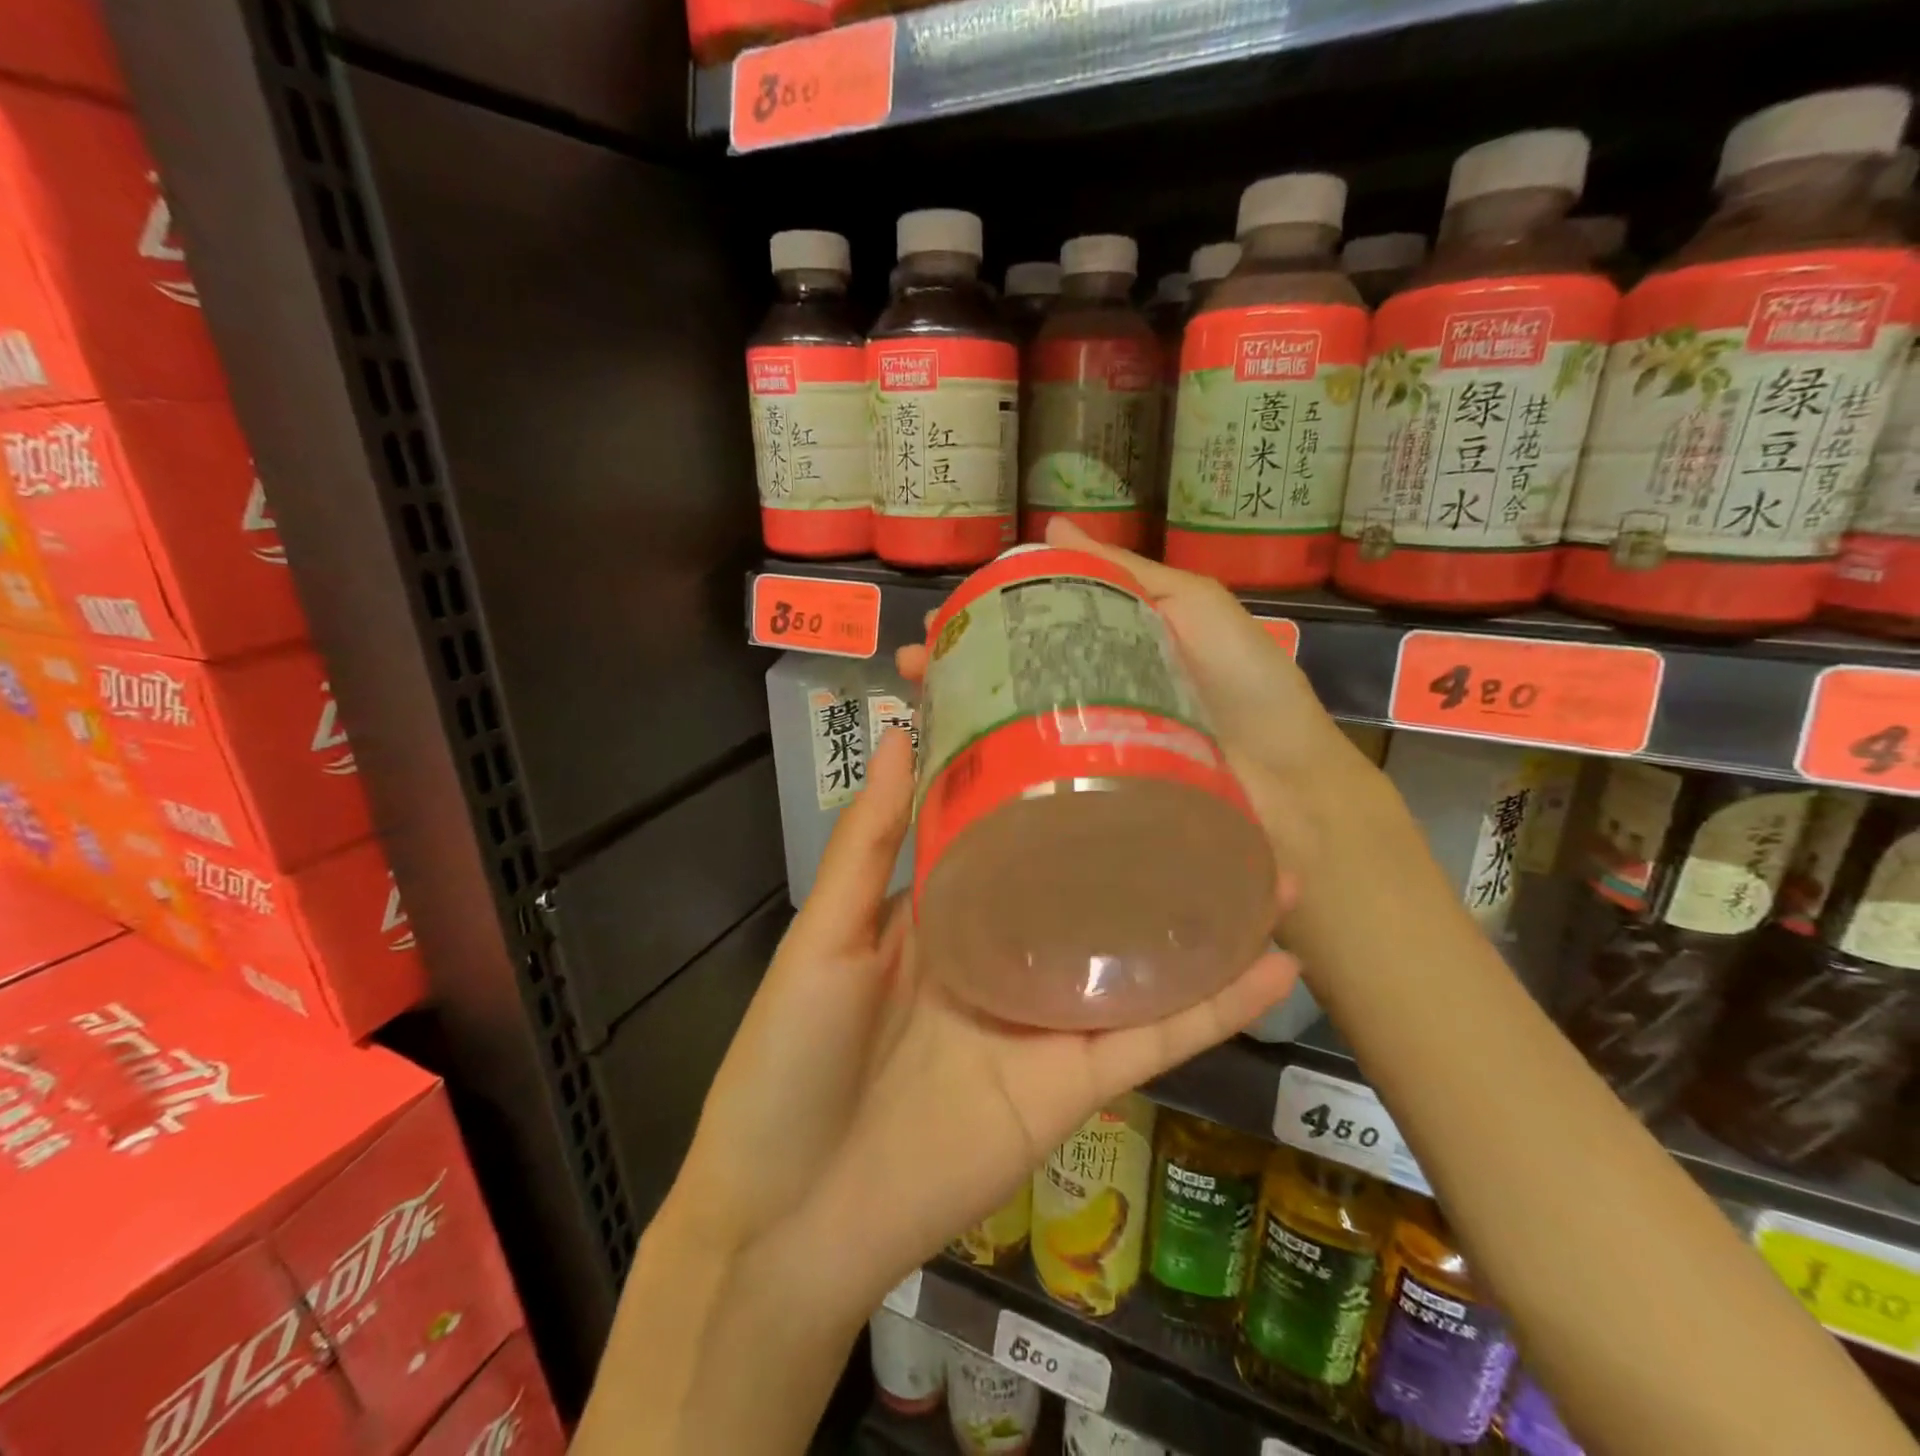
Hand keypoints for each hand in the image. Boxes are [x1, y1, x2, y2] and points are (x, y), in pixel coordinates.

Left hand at [666, 728, 1298, 1315]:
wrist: (788, 1218)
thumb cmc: (790, 1058)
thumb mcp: (825, 933)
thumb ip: (869, 841)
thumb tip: (900, 733)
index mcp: (943, 914)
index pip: (1012, 837)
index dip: (1055, 793)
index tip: (1106, 741)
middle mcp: (1003, 957)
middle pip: (1089, 893)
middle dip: (1150, 851)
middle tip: (1217, 795)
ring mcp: (1044, 1021)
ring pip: (1138, 961)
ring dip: (1205, 921)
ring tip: (1272, 865)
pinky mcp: (1072, 1085)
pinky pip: (1152, 1038)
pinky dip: (1214, 1007)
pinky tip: (1274, 964)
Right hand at [898, 519, 1387, 881]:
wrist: (1288, 790)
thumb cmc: (1246, 687)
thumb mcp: (1192, 607)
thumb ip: (1125, 572)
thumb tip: (1051, 529)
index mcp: (1111, 648)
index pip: (1032, 625)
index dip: (984, 618)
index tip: (940, 619)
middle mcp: (1090, 696)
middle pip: (1011, 675)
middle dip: (956, 667)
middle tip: (910, 666)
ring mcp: (1085, 749)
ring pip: (1010, 725)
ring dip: (959, 713)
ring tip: (914, 707)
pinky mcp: (1086, 794)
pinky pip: (1031, 774)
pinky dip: (988, 767)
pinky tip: (946, 763)